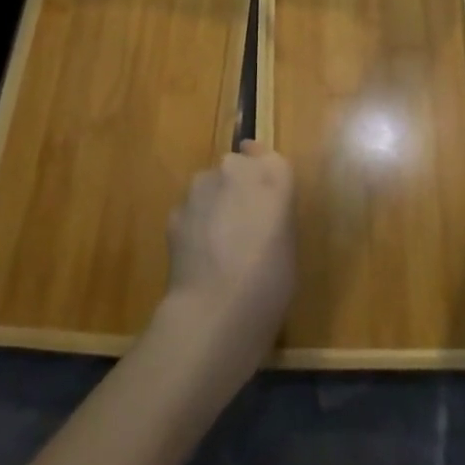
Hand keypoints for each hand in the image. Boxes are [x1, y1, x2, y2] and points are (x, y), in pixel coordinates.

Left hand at [162, 140, 296, 375]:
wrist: (215, 308)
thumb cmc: (270, 280)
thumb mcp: (289, 242)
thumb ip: (275, 213)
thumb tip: (259, 212)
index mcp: (273, 174)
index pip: (269, 157)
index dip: (266, 175)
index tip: (266, 195)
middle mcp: (235, 169)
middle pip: (236, 167)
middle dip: (238, 187)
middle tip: (245, 223)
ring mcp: (200, 187)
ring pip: (209, 186)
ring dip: (214, 203)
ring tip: (219, 243)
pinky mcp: (175, 210)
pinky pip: (190, 210)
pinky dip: (195, 224)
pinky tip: (199, 256)